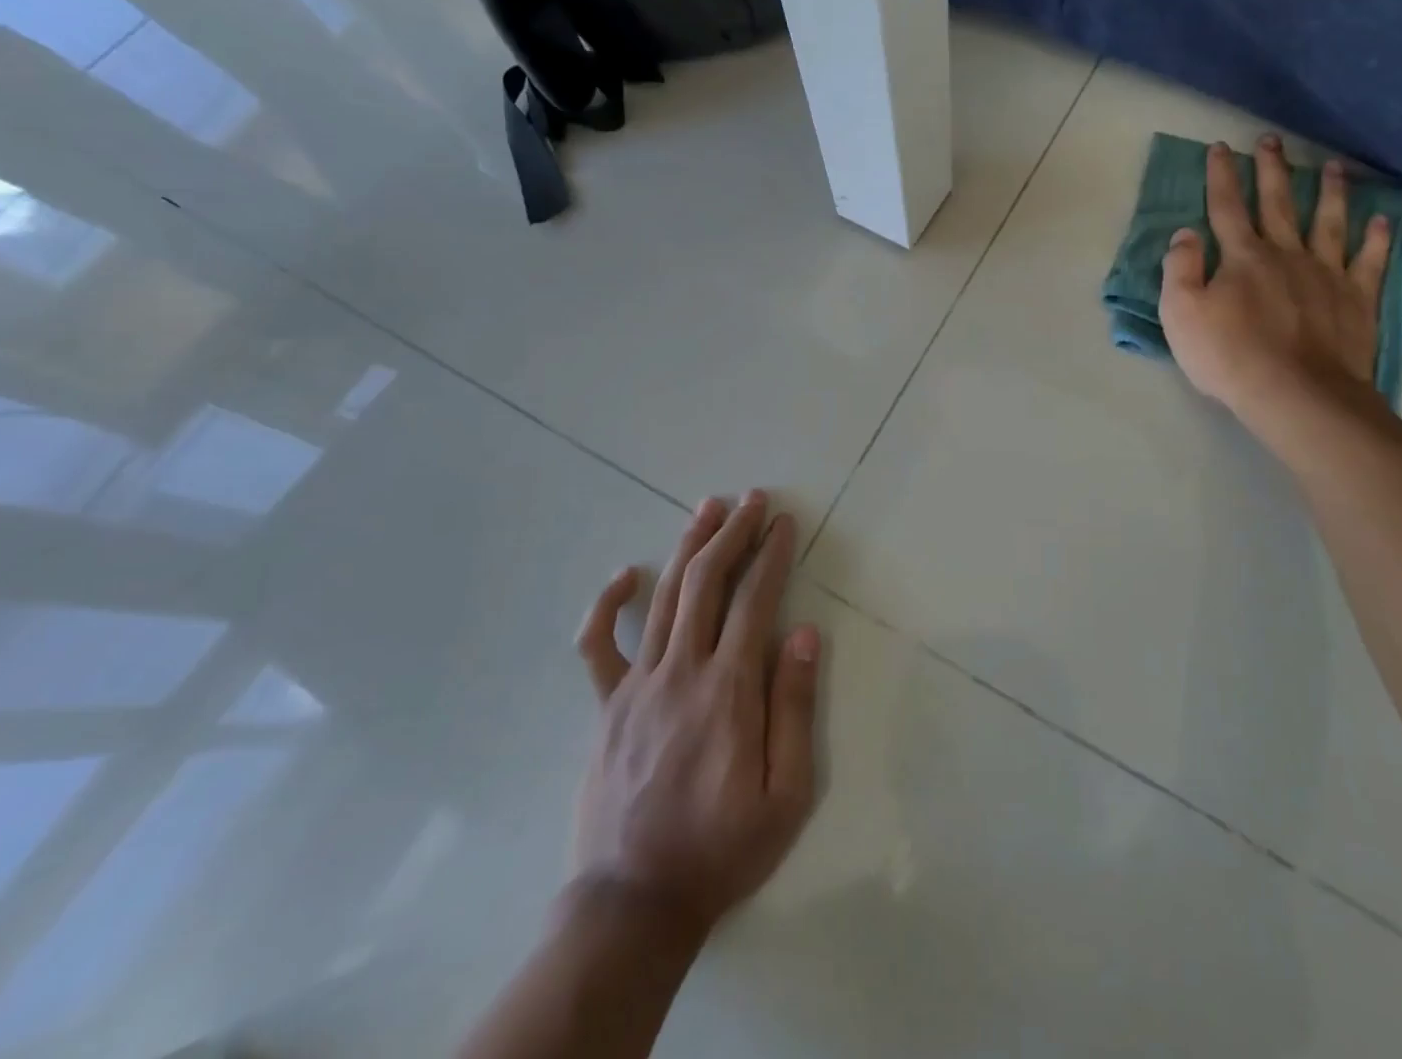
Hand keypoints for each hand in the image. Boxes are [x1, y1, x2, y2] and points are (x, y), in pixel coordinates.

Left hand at [569, 492, 821, 939]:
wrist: (634, 903)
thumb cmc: (723, 848)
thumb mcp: (787, 793)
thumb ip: (794, 708)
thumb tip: (803, 634)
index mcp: (729, 689)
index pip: (756, 600)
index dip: (772, 554)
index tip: (784, 522)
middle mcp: (682, 671)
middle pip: (708, 582)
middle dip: (733, 532)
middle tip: (752, 498)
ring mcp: (637, 685)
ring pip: (664, 597)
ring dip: (688, 546)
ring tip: (707, 508)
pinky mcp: (606, 706)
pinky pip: (598, 646)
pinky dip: (608, 605)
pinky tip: (625, 575)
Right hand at [1160, 136, 1392, 447]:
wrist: (1296, 393)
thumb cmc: (1229, 355)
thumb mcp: (1180, 313)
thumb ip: (1180, 268)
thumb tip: (1185, 233)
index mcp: (1242, 257)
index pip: (1226, 207)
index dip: (1220, 176)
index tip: (1220, 147)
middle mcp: (1286, 254)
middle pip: (1277, 203)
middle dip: (1271, 170)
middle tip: (1272, 140)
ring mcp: (1326, 274)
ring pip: (1328, 222)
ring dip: (1329, 192)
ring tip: (1332, 166)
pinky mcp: (1356, 299)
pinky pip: (1369, 261)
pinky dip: (1376, 239)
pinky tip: (1381, 221)